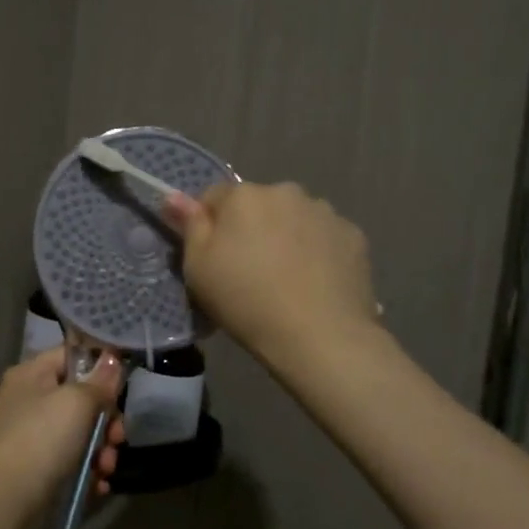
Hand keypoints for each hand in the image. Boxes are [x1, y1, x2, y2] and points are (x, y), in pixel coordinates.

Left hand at [0, 347, 126, 526]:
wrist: (6, 501)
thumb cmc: (42, 439)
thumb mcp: (77, 402)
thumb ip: (100, 381)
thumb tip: (112, 358)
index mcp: (31, 374)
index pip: (70, 356)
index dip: (99, 366)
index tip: (123, 386)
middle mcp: (28, 400)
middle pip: (80, 399)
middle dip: (106, 420)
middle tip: (117, 438)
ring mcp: (31, 436)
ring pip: (79, 434)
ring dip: (101, 450)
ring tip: (106, 468)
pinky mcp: (36, 469)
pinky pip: (70, 462)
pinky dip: (87, 472)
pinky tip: (98, 485)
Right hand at [164, 181, 381, 364]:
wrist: (319, 336)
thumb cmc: (245, 300)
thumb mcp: (198, 267)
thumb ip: (189, 225)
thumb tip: (174, 196)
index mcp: (243, 195)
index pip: (214, 197)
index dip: (209, 226)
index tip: (213, 258)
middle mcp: (285, 191)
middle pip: (257, 205)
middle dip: (251, 228)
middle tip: (249, 271)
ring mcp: (324, 212)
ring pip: (293, 218)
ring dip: (285, 236)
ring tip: (286, 279)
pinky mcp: (353, 235)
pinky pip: (324, 236)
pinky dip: (317, 251)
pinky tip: (314, 282)